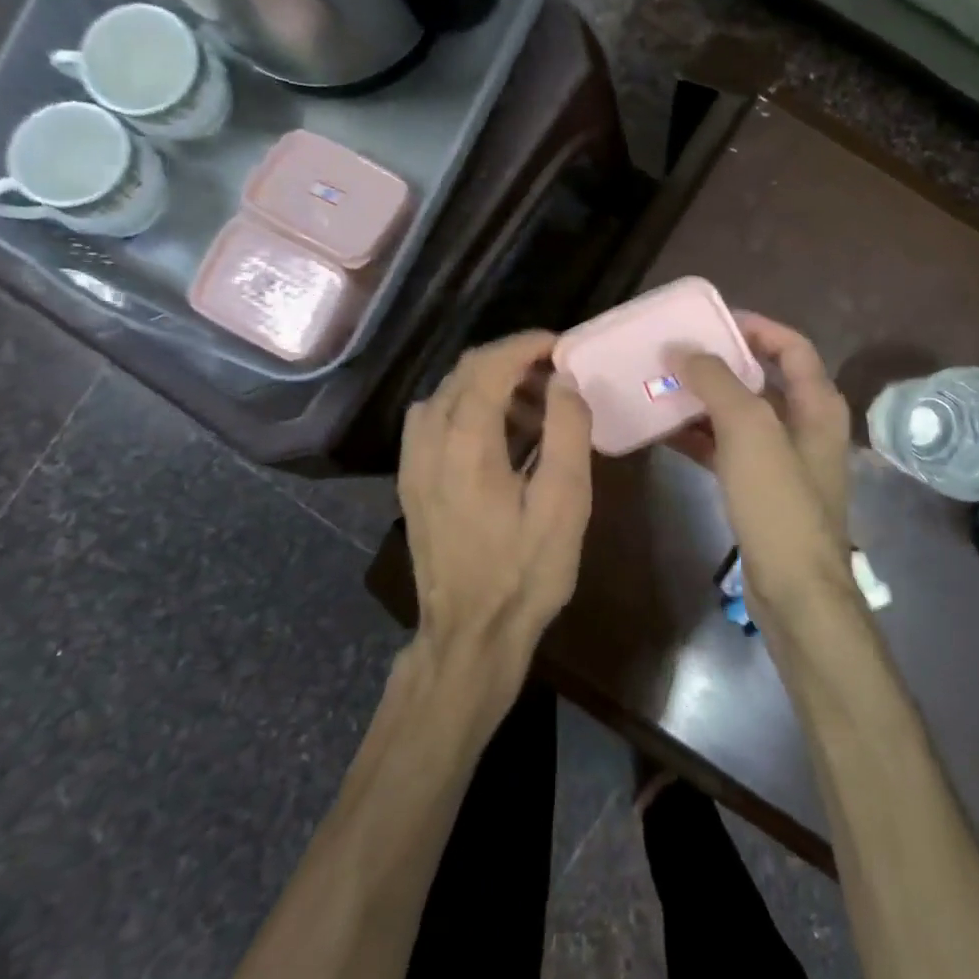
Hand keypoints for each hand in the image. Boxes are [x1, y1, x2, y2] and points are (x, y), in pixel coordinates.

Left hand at [398, 330, 593, 704]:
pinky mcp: (411, 480)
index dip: (526, 345)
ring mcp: (413, 460)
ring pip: (447, 394)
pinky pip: (434, 420)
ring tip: (534, 407)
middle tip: (554, 375)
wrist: (470, 634)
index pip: (490, 365)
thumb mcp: (565, 503)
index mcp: (466, 441)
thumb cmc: (524, 571)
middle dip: (510, 361)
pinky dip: (467, 408)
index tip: (560, 345)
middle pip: (465, 372)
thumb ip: (567, 431)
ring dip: (489, 385)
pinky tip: (497, 436)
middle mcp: (429, 439)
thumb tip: (563, 381)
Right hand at [669, 314, 850, 610]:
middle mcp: (805, 426)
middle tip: (674, 354)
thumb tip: (683, 349)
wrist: (794, 589)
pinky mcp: (761, 489)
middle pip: (761, 379)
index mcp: (817, 405)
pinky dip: (699, 437)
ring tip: (660, 387)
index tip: (710, 321)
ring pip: (739, 415)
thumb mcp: (749, 431)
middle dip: (719, 364)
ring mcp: (783, 460)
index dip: (755, 327)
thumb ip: (717, 382)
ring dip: (703, 400)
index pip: (791, 346)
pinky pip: (727, 449)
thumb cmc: (779, 503)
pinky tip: (663, 433)